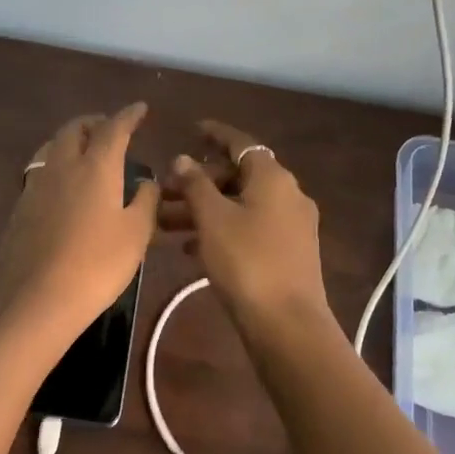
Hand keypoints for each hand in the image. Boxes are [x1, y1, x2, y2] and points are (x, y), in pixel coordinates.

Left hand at [0, 104, 158, 351]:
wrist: (35, 301)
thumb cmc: (97, 265)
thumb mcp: (136, 234)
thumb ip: (145, 201)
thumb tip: (147, 182)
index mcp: (95, 167)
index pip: (113, 128)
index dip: (128, 115)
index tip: (140, 108)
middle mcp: (62, 166)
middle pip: (74, 129)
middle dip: (94, 122)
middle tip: (110, 128)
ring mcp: (35, 186)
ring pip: (51, 147)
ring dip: (71, 141)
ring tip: (85, 151)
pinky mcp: (20, 209)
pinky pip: (41, 173)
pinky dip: (56, 167)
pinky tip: (64, 188)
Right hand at [160, 121, 330, 333]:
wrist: (287, 324)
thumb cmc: (246, 262)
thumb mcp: (212, 219)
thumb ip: (195, 184)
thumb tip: (182, 159)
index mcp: (273, 177)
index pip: (240, 142)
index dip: (214, 134)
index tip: (191, 129)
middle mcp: (287, 194)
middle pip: (237, 177)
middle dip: (198, 182)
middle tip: (164, 190)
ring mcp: (290, 225)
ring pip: (239, 206)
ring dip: (203, 210)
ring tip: (164, 223)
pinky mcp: (287, 253)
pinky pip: (248, 229)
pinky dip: (220, 231)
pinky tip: (189, 249)